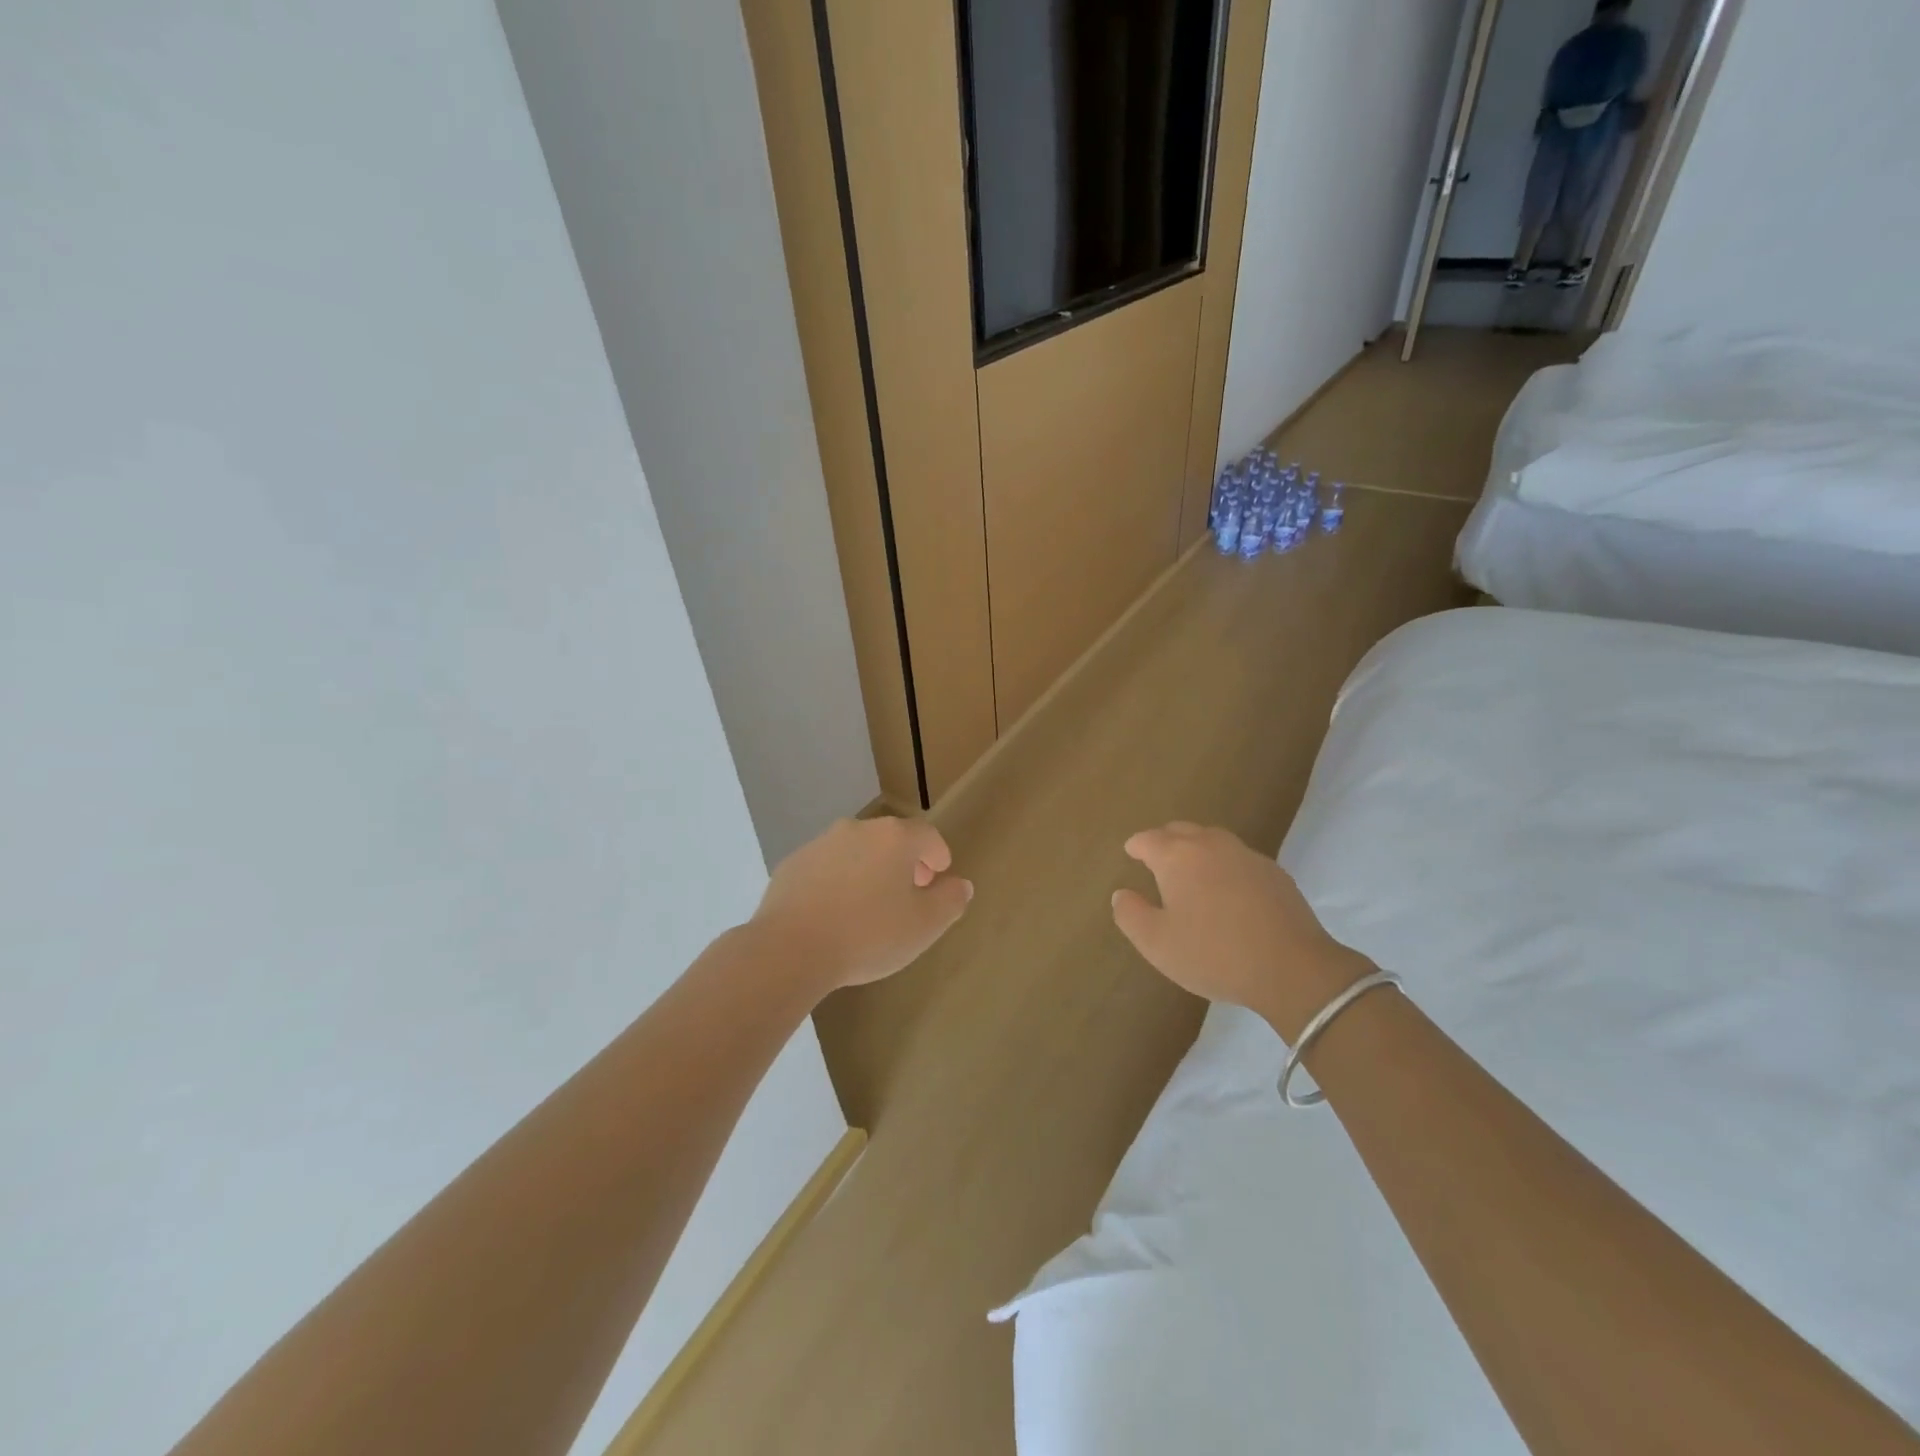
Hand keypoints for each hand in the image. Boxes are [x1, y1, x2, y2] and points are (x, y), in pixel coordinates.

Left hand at [751, 816, 972, 993]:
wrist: (790, 949)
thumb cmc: (868, 935)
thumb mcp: (925, 926)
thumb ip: (950, 901)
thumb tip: (960, 885)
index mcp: (894, 838)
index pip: (927, 835)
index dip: (938, 854)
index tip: (939, 875)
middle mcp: (857, 829)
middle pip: (890, 839)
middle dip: (904, 862)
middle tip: (909, 892)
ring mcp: (820, 844)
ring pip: (855, 851)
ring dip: (868, 870)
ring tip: (869, 906)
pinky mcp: (792, 864)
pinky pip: (825, 868)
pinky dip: (836, 881)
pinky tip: (834, 913)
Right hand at [1111, 822, 1369, 1039]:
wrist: (1292, 969)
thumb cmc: (1214, 954)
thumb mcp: (1157, 944)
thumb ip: (1130, 914)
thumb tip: (1122, 893)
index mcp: (1177, 856)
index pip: (1148, 839)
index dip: (1136, 846)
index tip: (1130, 853)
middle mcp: (1211, 845)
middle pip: (1180, 830)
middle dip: (1164, 841)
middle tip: (1156, 859)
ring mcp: (1247, 855)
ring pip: (1213, 840)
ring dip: (1196, 849)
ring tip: (1191, 871)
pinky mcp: (1275, 873)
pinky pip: (1239, 858)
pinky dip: (1225, 866)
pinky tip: (1228, 890)